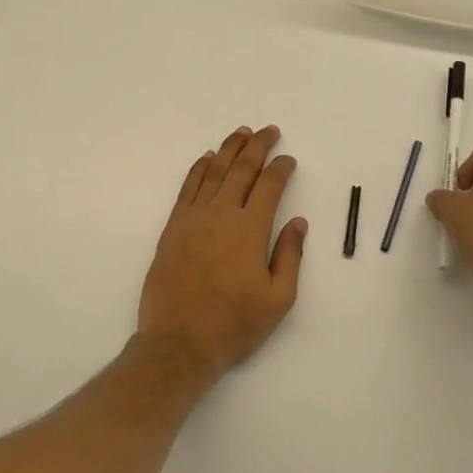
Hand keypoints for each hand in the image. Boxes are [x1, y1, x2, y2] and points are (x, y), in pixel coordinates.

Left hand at [137, 125, 307, 379]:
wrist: (178, 342)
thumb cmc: (234, 324)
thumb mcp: (278, 299)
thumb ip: (289, 255)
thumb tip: (298, 222)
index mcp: (250, 230)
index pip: (269, 186)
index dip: (281, 169)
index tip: (289, 160)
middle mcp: (222, 214)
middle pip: (242, 169)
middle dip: (258, 146)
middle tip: (269, 131)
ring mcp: (194, 218)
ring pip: (214, 172)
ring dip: (229, 149)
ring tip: (241, 133)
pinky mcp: (173, 227)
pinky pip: (188, 187)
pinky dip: (199, 168)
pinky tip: (207, 158)